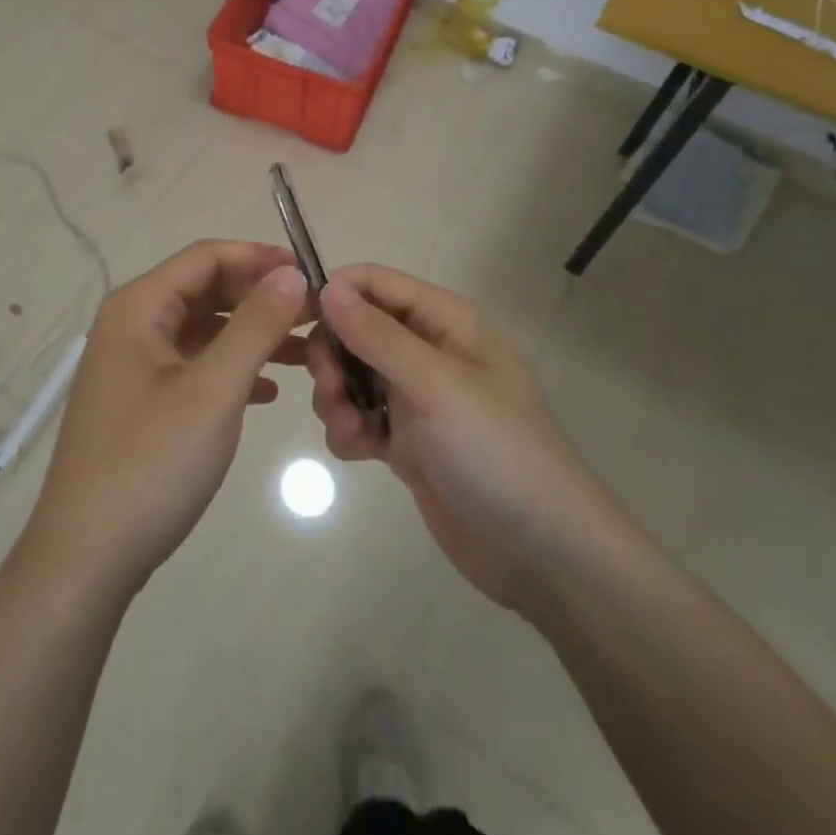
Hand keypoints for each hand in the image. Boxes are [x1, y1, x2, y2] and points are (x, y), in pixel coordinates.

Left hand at [22, 240, 309, 603]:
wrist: (87, 558)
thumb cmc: (152, 462)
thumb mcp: (214, 389)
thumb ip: (255, 325)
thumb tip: (290, 274)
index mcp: (138, 307)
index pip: (206, 257)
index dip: (260, 258)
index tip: (311, 275)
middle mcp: (130, 325)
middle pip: (204, 290)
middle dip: (259, 298)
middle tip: (314, 315)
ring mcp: (132, 366)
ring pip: (202, 331)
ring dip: (250, 335)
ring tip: (304, 351)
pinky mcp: (139, 402)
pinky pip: (192, 366)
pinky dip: (230, 368)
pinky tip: (267, 391)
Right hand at [308, 264, 626, 611]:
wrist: (541, 551)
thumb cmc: (494, 450)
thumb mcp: (435, 384)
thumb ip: (376, 334)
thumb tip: (326, 287)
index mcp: (444, 320)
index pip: (374, 282)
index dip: (333, 293)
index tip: (294, 322)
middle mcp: (428, 349)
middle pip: (354, 328)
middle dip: (332, 357)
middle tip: (331, 390)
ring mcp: (417, 396)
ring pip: (350, 374)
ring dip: (336, 398)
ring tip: (351, 430)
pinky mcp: (407, 439)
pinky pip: (358, 416)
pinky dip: (349, 430)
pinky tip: (362, 454)